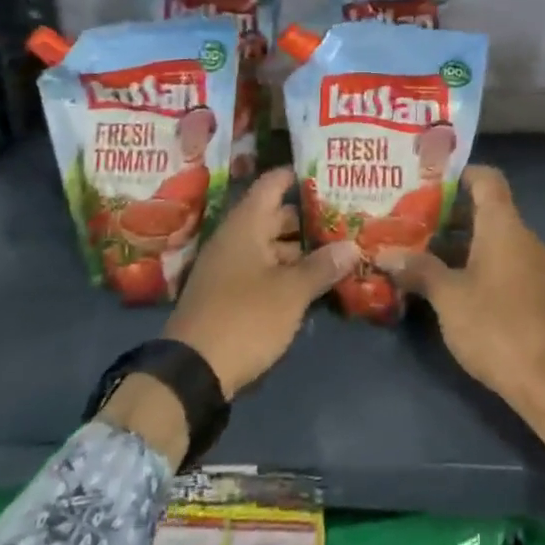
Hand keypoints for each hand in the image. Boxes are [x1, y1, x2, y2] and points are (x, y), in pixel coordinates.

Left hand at [162, 168, 359, 400]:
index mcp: (245, 225)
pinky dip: (287, 270)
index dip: (298, 175)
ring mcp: (230, 267)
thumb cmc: (244, 317)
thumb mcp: (291, 292)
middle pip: (275, 216)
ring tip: (339, 248)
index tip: (328, 172)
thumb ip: (322, 266)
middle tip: (346, 214)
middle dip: (308, 216)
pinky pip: (263, 270)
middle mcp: (235, 238)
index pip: (272, 184)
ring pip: (271, 246)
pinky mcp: (230, 294)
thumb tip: (353, 246)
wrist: (192, 371)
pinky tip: (315, 280)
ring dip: (301, 248)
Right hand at [378, 166, 544, 451]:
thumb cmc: (496, 326)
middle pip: (484, 207)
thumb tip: (385, 253)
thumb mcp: (448, 296)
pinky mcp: (528, 291)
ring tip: (413, 247)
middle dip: (445, 211)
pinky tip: (439, 279)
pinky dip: (469, 261)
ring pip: (488, 237)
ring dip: (454, 240)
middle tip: (406, 216)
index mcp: (504, 226)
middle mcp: (520, 237)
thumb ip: (418, 269)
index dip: (458, 173)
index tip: (424, 181)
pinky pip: (496, 260)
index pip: (487, 179)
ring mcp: (527, 265)